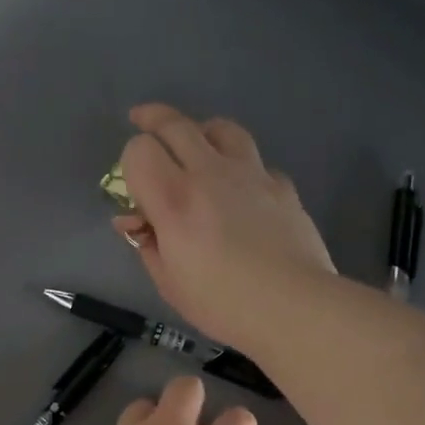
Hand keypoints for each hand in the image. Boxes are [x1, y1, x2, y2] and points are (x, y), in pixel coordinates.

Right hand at [115, 104, 334, 351]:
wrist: (294, 306)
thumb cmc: (223, 304)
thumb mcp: (170, 282)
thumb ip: (147, 243)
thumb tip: (134, 221)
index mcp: (175, 199)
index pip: (139, 150)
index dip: (130, 162)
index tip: (133, 186)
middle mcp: (211, 174)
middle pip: (176, 124)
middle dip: (152, 118)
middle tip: (142, 121)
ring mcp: (252, 175)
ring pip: (222, 128)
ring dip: (202, 131)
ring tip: (197, 143)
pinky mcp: (282, 186)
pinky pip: (256, 162)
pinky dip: (242, 168)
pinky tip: (242, 190)